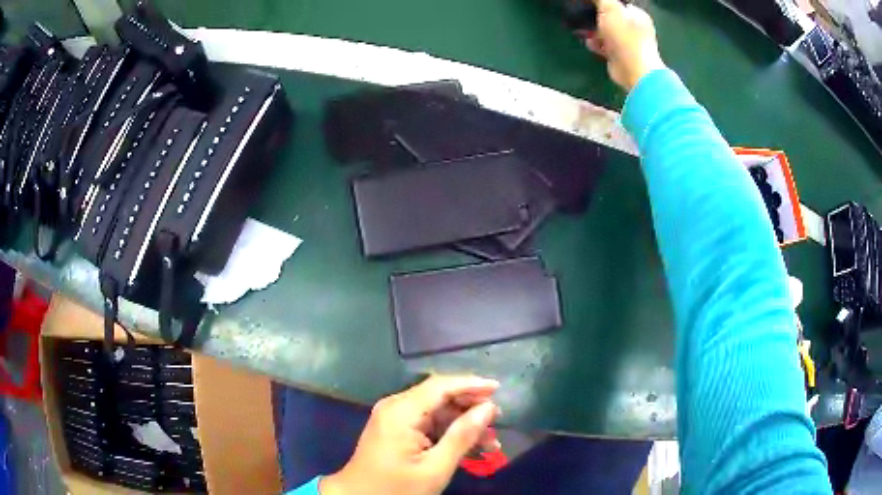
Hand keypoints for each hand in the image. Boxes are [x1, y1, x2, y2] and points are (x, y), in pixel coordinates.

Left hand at [321, 375, 501, 494]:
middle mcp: (396, 407)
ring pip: (437, 411)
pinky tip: (471, 448)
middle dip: (471, 407)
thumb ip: (462, 436)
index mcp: (401, 411)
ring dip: (463, 424)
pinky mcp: (396, 429)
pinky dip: (449, 433)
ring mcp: (394, 418)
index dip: (471, 384)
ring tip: (492, 442)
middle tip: (498, 421)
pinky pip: (428, 423)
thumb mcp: (435, 468)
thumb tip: (487, 408)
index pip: (441, 385)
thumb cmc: (397, 488)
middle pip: (440, 396)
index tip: (499, 389)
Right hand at [581, 0, 664, 90]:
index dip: (603, 2)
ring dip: (593, 31)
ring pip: (606, 32)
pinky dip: (596, 44)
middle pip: (610, 18)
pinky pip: (604, 46)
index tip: (589, 3)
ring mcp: (628, 43)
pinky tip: (589, 43)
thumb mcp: (610, 8)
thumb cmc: (624, 36)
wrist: (633, 70)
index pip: (619, 4)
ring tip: (582, 30)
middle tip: (582, 15)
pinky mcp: (620, 57)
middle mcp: (634, 28)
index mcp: (637, 15)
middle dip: (595, 17)